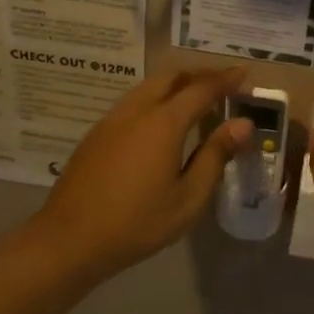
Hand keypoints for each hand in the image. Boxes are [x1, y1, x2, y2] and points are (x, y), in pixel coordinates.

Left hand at [23, 68, 252, 283]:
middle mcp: (136, 111)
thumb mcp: (188, 198)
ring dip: (175, 85)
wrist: (69, 240)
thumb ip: (215, 156)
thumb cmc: (137, 223)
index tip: (244, 74)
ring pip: (147, 87)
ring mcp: (111, 121)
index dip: (225, 80)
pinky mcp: (96, 134)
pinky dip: (155, 98)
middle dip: (199, 75)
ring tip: (194, 98)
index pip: (201, 89)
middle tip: (222, 84)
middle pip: (170, 77)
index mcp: (163, 123)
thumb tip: (242, 124)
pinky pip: (132, 102)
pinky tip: (160, 121)